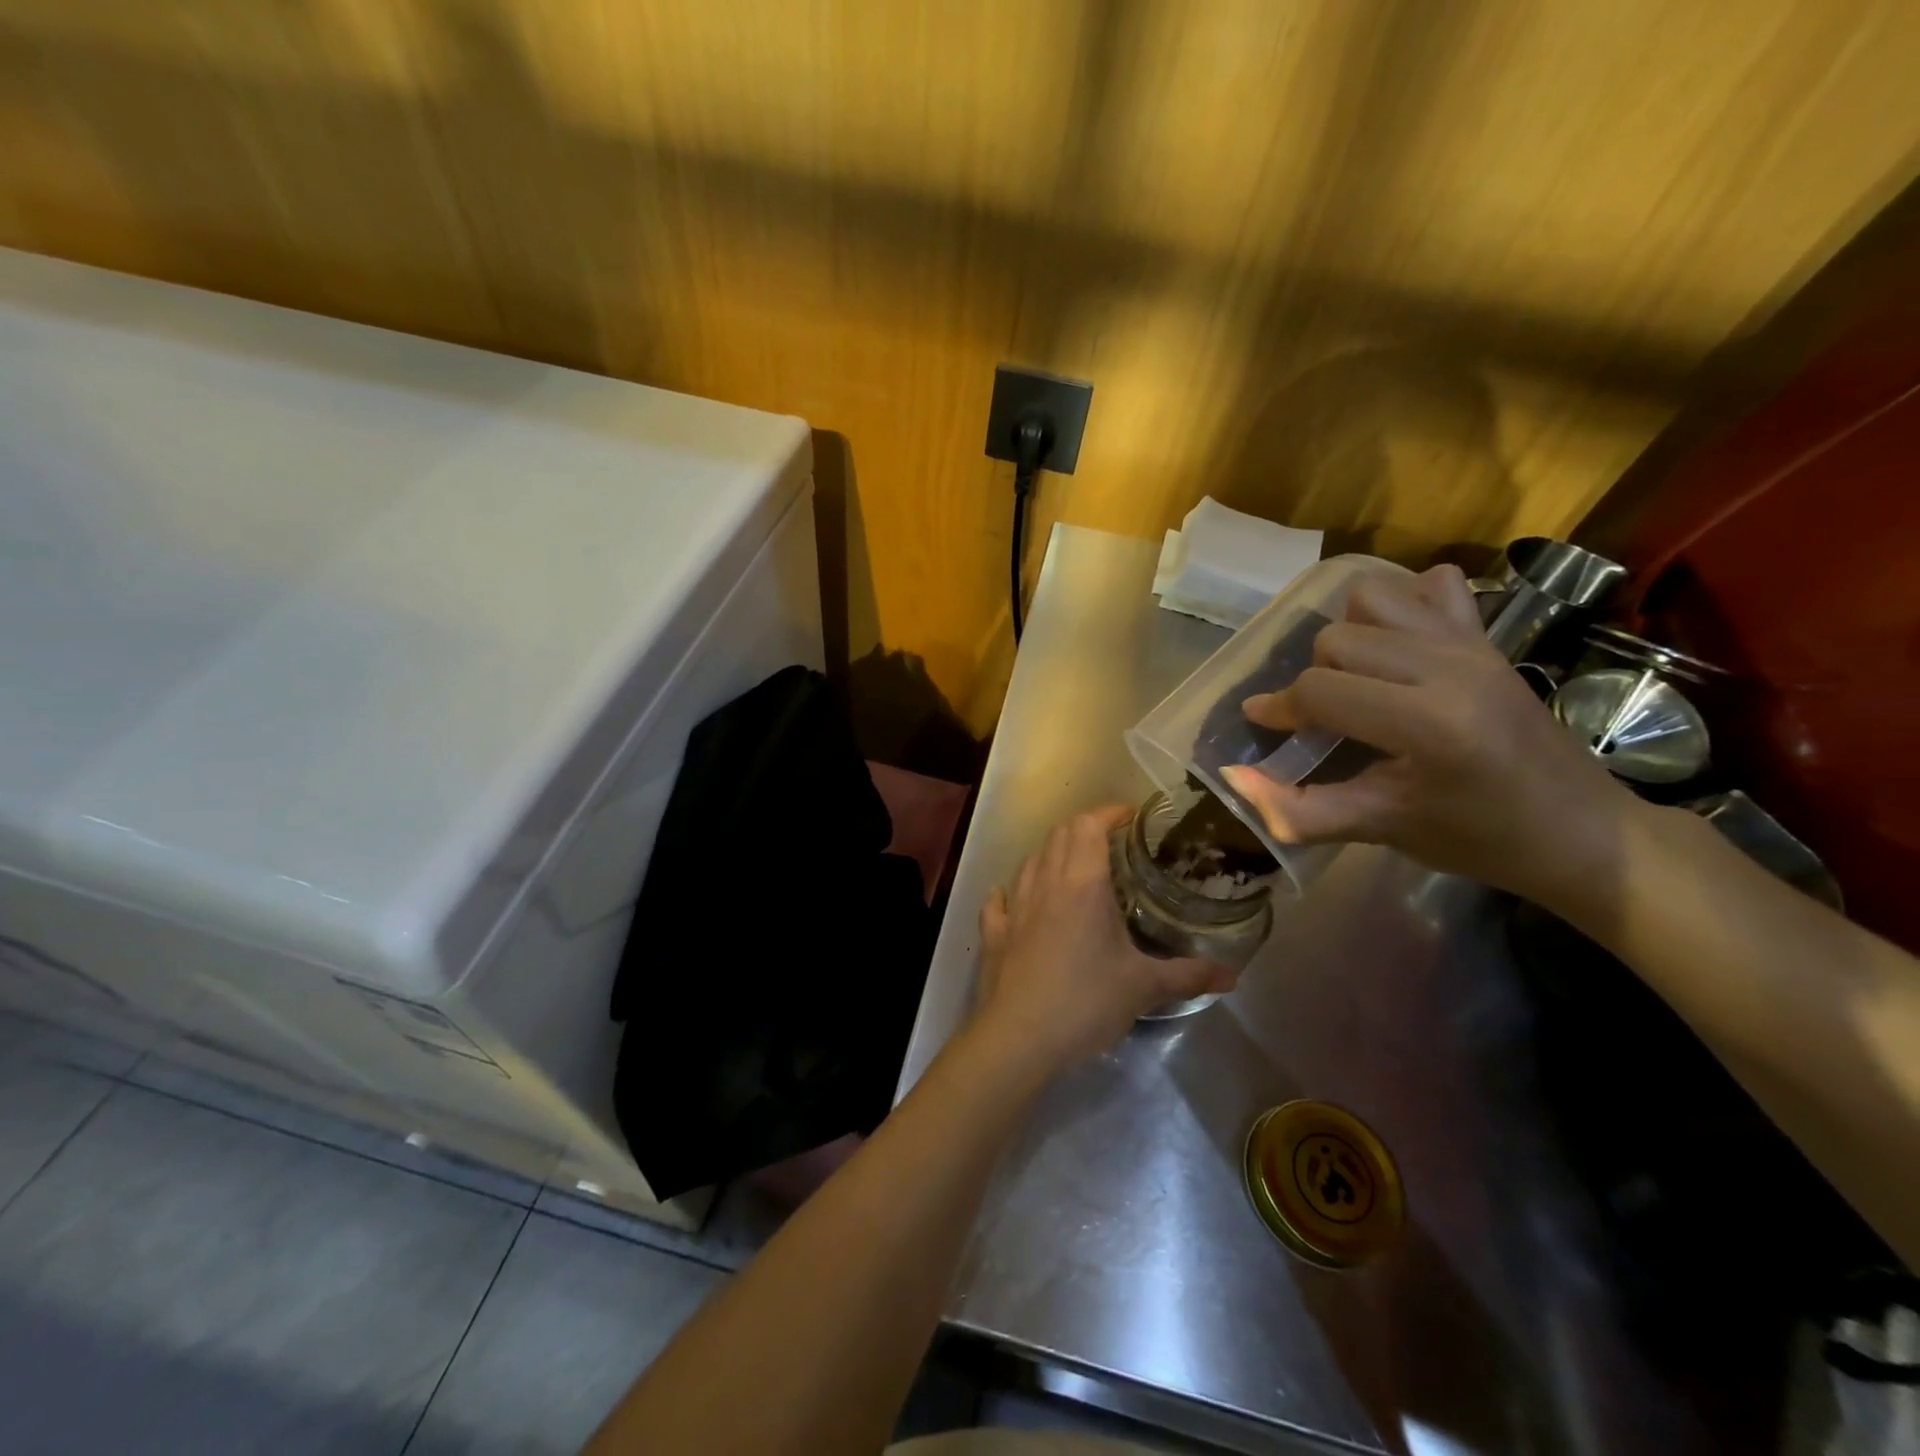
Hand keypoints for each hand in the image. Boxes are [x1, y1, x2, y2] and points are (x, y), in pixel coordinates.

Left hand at [972, 807, 1234, 1074]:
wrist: (1019, 1037)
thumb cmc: (1086, 1002)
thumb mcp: (1143, 988)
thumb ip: (1188, 975)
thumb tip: (1231, 976)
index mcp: (1082, 883)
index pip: (1090, 825)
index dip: (1109, 812)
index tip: (1131, 816)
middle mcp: (1045, 883)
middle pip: (1060, 834)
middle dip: (1084, 828)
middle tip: (1111, 842)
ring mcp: (1014, 906)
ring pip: (1030, 861)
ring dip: (1052, 855)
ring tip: (1074, 869)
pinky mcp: (994, 933)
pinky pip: (1000, 901)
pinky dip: (1012, 893)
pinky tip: (1018, 901)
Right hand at [1221, 565, 1639, 905]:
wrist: (1581, 831)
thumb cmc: (1478, 839)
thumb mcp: (1380, 829)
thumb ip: (1297, 808)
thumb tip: (1232, 778)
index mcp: (1426, 722)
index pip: (1320, 690)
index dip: (1279, 708)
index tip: (1263, 724)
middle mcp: (1448, 667)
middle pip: (1337, 640)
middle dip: (1312, 679)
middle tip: (1319, 719)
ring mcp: (1473, 644)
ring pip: (1373, 598)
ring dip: (1347, 632)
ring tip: (1352, 676)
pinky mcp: (1489, 637)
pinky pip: (1431, 586)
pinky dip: (1401, 603)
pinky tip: (1396, 644)